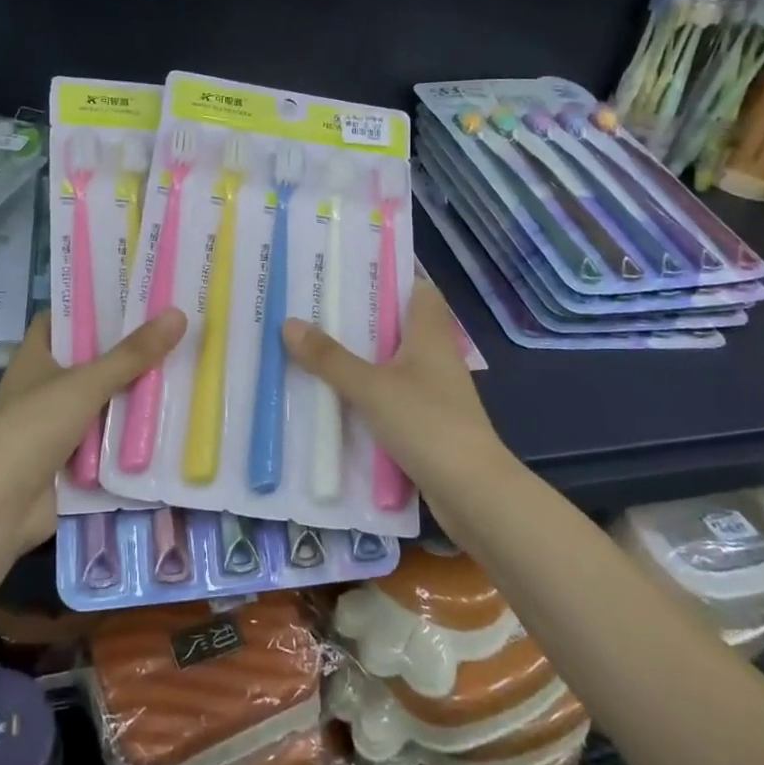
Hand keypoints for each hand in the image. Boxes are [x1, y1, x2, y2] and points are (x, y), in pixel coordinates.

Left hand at [0, 308, 186, 552]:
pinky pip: (108, 441)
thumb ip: (132, 354)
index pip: (65, 318)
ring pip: (104, 402)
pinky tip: (170, 424)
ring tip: (185, 371)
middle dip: (128, 352)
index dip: (94, 304)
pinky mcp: (71, 461)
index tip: (136, 294)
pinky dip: (131, 436)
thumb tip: (178, 315)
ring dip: (135, 396)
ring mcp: (57, 426)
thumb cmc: (33, 428)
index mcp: (37, 357)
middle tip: (175, 332)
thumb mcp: (85, 383)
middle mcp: (45, 386)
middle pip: (92, 360)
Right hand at [281, 277, 509, 516]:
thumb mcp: (372, 388)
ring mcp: (433, 391)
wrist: (473, 494)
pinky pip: (391, 395)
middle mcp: (435, 356)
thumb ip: (330, 358)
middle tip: (317, 307)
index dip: (390, 277)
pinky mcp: (427, 422)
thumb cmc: (428, 425)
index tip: (351, 270)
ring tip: (316, 345)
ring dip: (361, 357)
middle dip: (362, 318)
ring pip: (392, 362)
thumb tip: (289, 323)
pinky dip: (367, 392)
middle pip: (399, 325)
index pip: (419, 290)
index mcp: (430, 335)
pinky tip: (335, 396)